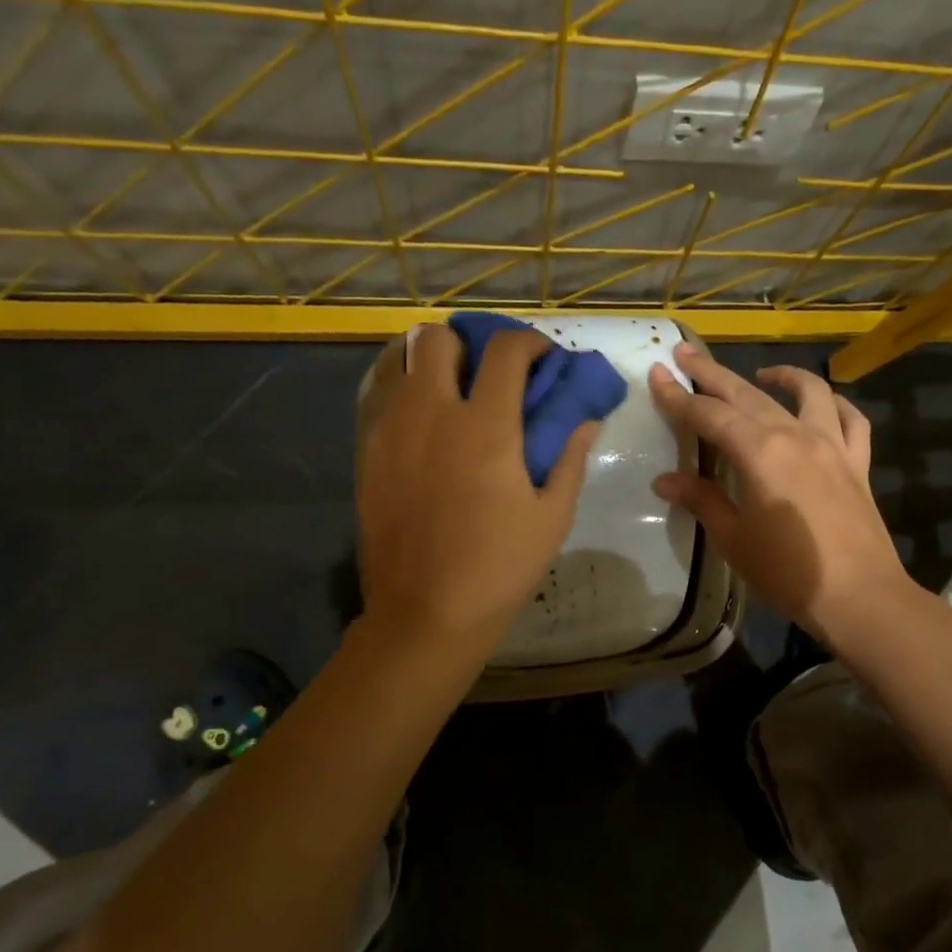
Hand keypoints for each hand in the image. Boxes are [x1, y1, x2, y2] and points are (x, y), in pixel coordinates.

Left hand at [359, 325, 598, 645]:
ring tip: (456, 401)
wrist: (425, 613)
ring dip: (435, 370)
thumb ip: (570, 459)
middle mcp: (432, 414)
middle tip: (488, 375)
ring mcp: (391, 432)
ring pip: (404, 366)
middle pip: (437, 338)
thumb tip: (585, 422)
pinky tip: (430, 438)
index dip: (530, 342)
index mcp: (486, 427)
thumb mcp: (552, 517)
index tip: (542, 358)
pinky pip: (386, 404)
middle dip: (467, 344)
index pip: (506, 350)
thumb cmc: (499, 567)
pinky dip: (411, 402)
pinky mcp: (367, 455)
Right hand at [648, 342, 911, 647]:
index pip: (709, 415)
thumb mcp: (734, 539)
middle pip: (747, 394)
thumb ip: (702, 501)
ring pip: (807, 393)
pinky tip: (822, 404)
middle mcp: (796, 436)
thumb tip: (664, 480)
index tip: (658, 374)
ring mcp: (832, 445)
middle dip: (713, 373)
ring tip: (760, 372)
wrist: (859, 598)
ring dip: (781, 375)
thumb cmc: (787, 573)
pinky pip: (851, 420)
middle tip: (686, 353)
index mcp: (760, 453)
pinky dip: (835, 405)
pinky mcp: (858, 463)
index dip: (679, 396)